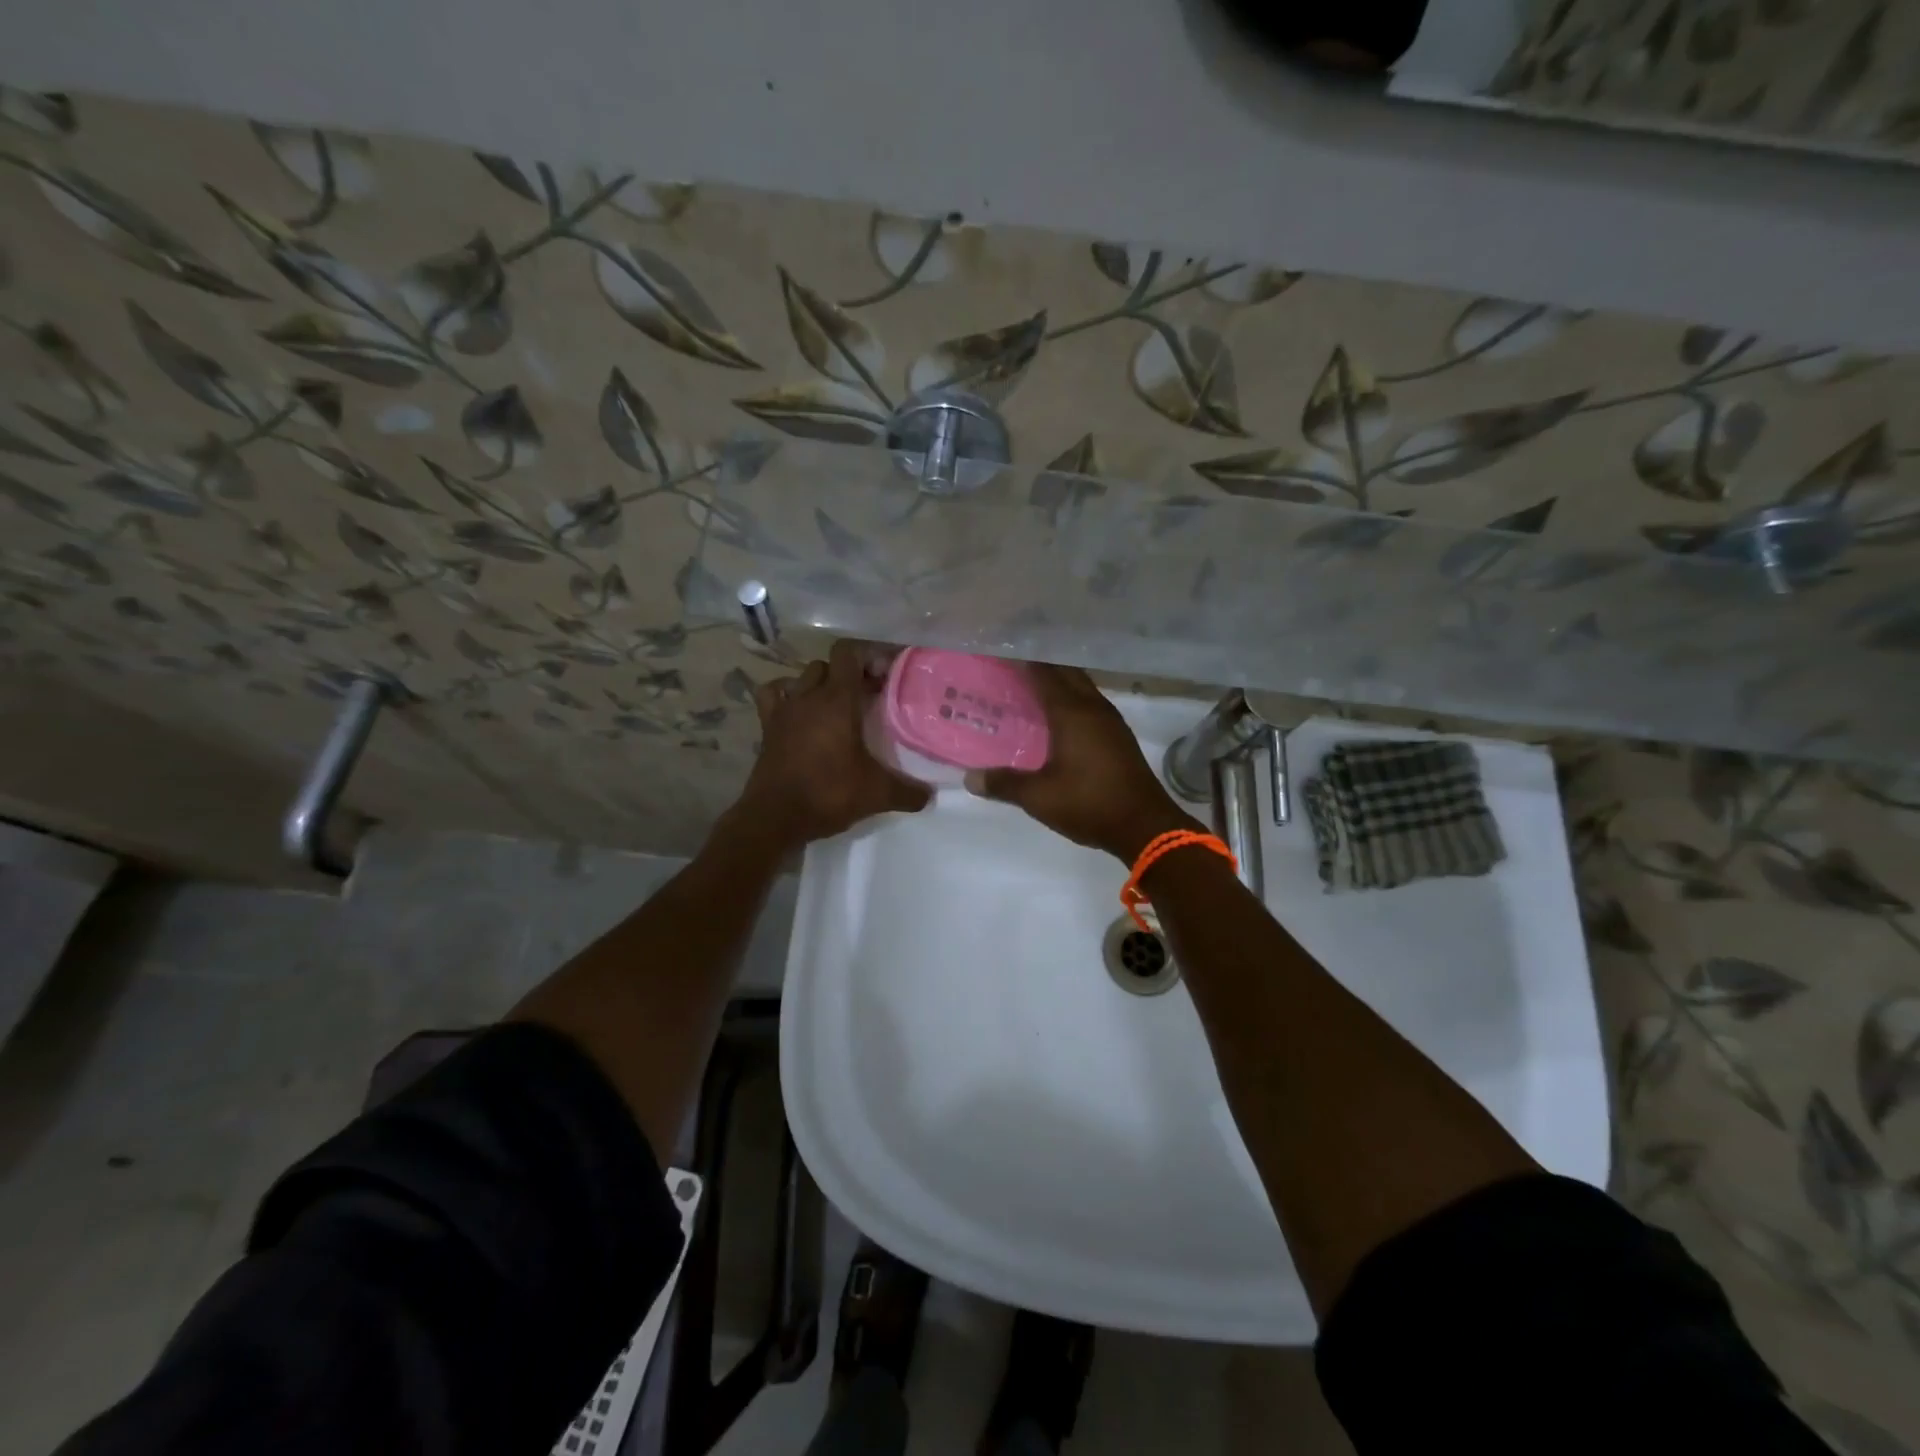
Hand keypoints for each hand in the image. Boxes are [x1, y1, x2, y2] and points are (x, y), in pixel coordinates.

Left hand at [735, 639, 930, 849]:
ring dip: (821, 684)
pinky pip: (773, 694)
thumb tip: (930, 796)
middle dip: (851, 674)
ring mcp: (784, 709)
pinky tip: (798, 709)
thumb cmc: (829, 794)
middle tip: (870, 697)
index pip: (849, 652)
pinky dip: (786, 694)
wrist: (776, 817)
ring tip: (838, 706)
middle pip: (829, 665)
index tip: (887, 677)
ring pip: (803, 677)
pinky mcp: (767, 726)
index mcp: (837, 700)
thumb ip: (908, 792)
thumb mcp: (877, 794)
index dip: (869, 656)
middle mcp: (809, 696)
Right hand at [967, 664, 1200, 861]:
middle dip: (1040, 665)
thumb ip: (1004, 783)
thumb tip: (969, 778)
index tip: (999, 652)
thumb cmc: (1089, 804)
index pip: (1043, 672)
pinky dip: (1071, 701)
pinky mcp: (1119, 736)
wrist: (1145, 826)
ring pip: (1081, 687)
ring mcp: (1111, 721)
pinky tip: (1057, 719)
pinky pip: (1090, 705)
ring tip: (1030, 689)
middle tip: (1010, 668)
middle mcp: (1093, 707)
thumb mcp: (1039, 797)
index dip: (1021, 660)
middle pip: (1065, 673)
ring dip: (1058, 683)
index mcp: (1072, 712)